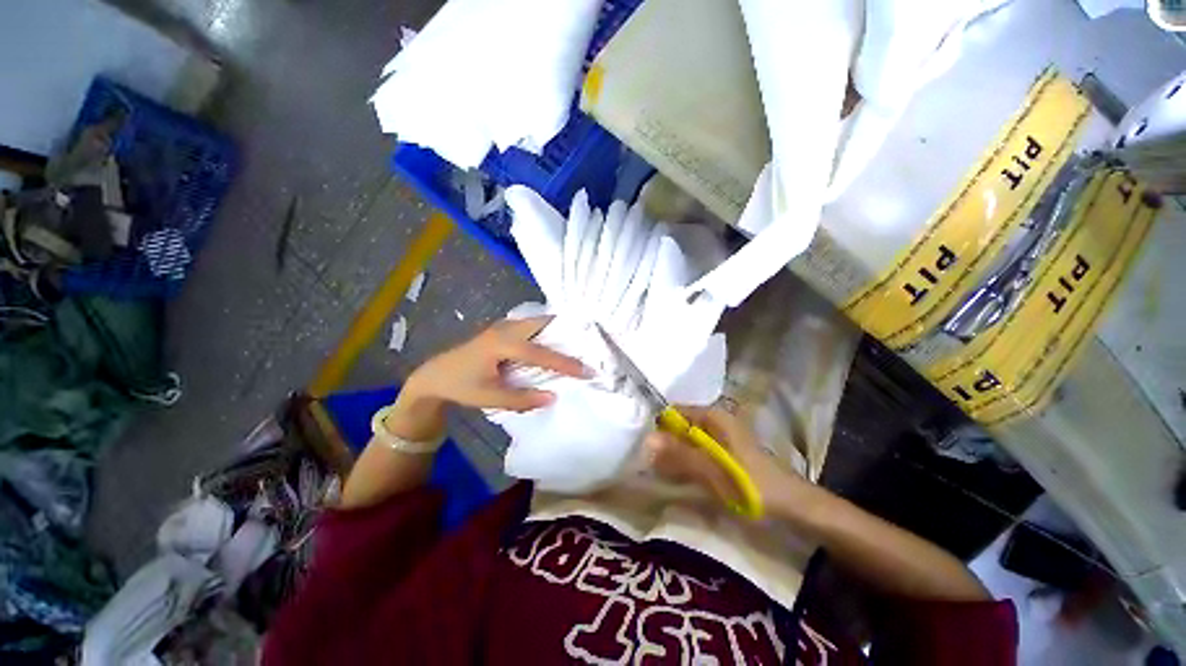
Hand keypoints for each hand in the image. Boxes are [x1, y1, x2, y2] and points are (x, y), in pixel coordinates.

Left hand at [403, 316, 588, 412]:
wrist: (434, 375)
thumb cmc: (460, 386)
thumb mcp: (489, 396)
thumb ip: (521, 399)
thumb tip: (553, 397)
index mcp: (502, 343)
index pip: (542, 353)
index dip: (566, 363)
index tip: (587, 371)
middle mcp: (506, 328)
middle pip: (544, 323)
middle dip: (567, 332)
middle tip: (587, 345)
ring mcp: (504, 326)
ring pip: (539, 322)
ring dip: (558, 330)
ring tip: (577, 343)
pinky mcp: (504, 330)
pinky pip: (532, 326)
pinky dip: (547, 332)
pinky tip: (555, 343)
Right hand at [644, 406, 803, 508]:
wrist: (795, 508)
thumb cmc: (755, 487)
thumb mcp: (714, 472)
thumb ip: (680, 455)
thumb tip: (646, 439)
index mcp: (713, 417)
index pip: (673, 412)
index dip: (658, 429)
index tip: (646, 452)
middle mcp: (714, 421)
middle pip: (678, 427)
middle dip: (665, 445)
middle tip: (652, 469)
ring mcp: (720, 437)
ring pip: (686, 441)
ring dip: (674, 457)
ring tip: (663, 476)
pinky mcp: (724, 453)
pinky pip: (696, 453)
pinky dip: (687, 464)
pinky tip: (681, 480)